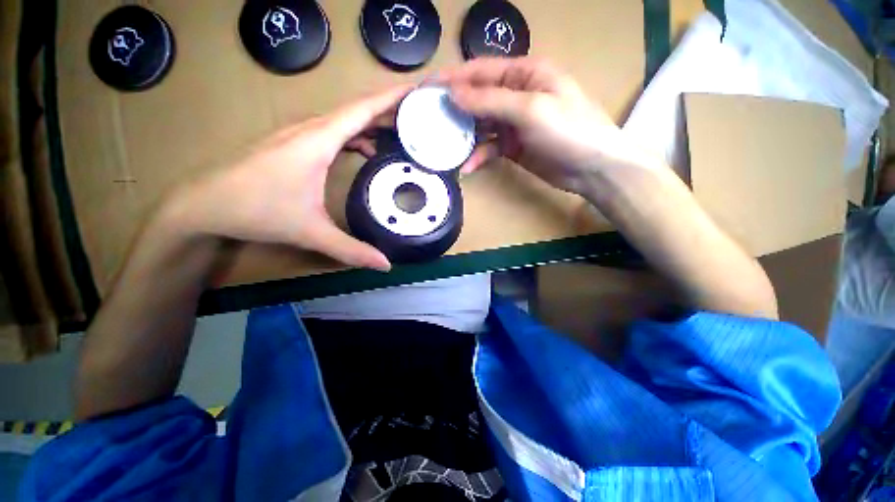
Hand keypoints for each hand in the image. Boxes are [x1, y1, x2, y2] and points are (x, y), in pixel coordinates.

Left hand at [168, 85, 413, 271]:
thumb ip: (351, 249)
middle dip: (390, 111)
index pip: (362, 109)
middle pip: (357, 110)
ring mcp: (301, 135)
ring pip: (346, 120)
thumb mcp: (310, 232)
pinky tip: (366, 151)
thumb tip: (386, 265)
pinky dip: (356, 136)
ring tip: (400, 133)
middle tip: (418, 118)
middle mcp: (311, 129)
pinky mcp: (295, 145)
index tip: (416, 91)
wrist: (202, 204)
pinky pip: (334, 132)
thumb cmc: (255, 210)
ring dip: (373, 123)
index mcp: (318, 140)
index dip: (391, 98)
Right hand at [441, 57, 649, 195]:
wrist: (592, 168)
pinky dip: (478, 156)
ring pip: (481, 125)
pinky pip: (489, 148)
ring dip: (464, 136)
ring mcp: (513, 122)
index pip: (480, 71)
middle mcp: (516, 94)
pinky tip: (467, 167)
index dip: (453, 78)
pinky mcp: (512, 146)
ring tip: (443, 147)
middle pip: (477, 98)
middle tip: (429, 121)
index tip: (426, 89)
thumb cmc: (568, 130)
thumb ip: (490, 100)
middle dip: (455, 109)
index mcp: (524, 73)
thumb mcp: (530, 109)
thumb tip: (454, 93)